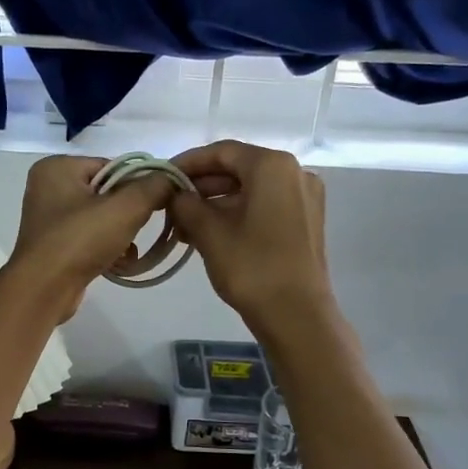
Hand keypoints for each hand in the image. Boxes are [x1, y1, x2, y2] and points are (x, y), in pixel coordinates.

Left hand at [7, 155, 178, 320]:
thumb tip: (172, 177)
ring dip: (121, 234)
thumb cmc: (80, 240)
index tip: (153, 205)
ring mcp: (49, 218)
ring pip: (101, 217)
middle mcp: (48, 187)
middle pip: (107, 193)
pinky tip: (119, 262)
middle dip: (129, 214)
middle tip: (139, 229)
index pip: (112, 166)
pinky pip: (90, 237)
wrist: (43, 290)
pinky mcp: (54, 244)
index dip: (137, 185)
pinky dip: (107, 247)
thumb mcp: (125, 208)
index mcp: (57, 167)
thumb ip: (154, 187)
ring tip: (128, 251)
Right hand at [168, 140, 334, 333]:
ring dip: (215, 203)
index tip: (162, 176)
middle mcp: (294, 172)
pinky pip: (264, 205)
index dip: (187, 163)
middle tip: (169, 205)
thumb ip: (186, 204)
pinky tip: (209, 233)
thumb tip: (176, 194)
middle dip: (201, 186)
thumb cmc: (251, 268)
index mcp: (273, 166)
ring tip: (183, 225)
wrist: (297, 316)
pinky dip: (236, 213)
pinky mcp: (305, 220)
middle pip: (238, 169)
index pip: (221, 152)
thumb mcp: (209, 233)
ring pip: (250, 189)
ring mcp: (304, 197)